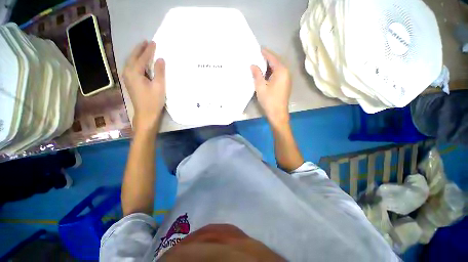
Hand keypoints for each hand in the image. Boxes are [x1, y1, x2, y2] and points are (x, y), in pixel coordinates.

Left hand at [123, 41, 165, 133]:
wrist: (146, 114)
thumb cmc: (153, 101)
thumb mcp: (159, 86)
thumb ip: (159, 72)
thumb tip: (160, 59)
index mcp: (134, 73)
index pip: (142, 58)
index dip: (148, 50)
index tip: (154, 43)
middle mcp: (127, 73)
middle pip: (133, 57)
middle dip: (139, 49)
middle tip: (146, 42)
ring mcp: (127, 78)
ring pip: (131, 62)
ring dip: (137, 54)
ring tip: (143, 49)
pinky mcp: (130, 82)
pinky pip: (131, 67)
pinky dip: (136, 62)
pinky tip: (140, 62)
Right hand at [251, 48, 291, 126]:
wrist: (277, 114)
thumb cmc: (269, 100)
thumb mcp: (260, 87)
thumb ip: (257, 74)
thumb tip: (253, 65)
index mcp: (281, 71)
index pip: (272, 58)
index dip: (265, 53)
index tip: (258, 48)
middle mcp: (286, 72)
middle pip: (276, 61)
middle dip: (267, 58)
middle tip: (257, 55)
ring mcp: (286, 79)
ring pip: (277, 68)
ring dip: (269, 65)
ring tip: (259, 63)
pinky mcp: (285, 84)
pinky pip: (278, 74)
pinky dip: (271, 71)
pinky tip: (265, 73)